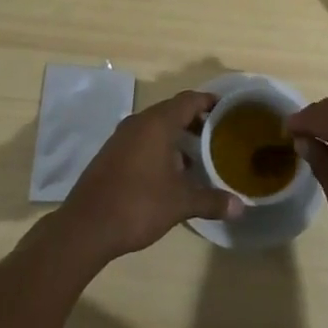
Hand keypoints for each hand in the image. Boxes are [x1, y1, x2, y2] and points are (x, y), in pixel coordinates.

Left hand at [55, 90, 242, 262]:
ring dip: (176, 136)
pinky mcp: (111, 154)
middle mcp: (139, 123)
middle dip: (195, 120)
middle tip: (217, 135)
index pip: (189, 100)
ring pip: (155, 126)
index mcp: (157, 123)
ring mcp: (121, 138)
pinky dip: (159, 147)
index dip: (209, 102)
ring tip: (198, 155)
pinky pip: (142, 140)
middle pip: (172, 111)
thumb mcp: (180, 203)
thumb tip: (241, 207)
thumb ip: (211, 201)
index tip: (227, 109)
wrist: (86, 226)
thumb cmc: (138, 205)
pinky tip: (170, 172)